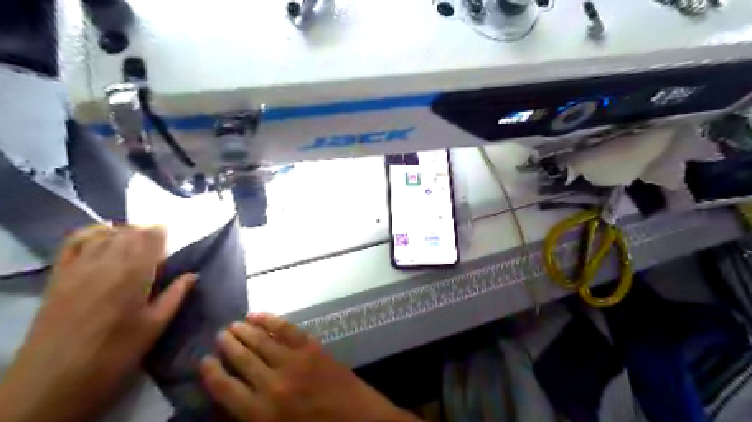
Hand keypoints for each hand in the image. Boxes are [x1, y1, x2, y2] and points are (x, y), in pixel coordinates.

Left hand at [0, 226, 195, 420]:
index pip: (151, 238)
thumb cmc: (115, 352)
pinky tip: (103, 234)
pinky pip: (75, 242)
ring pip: (106, 234)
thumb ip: (175, 296)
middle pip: (130, 233)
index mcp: (135, 274)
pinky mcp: (60, 275)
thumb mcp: (155, 327)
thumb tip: (193, 275)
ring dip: (125, 232)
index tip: (172, 236)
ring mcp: (80, 266)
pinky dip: (92, 232)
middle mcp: (107, 262)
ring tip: (136, 239)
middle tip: (158, 242)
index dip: (163, 233)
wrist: (53, 379)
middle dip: (146, 232)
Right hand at [200, 314, 419, 421]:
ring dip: (245, 331)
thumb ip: (252, 416)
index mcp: (260, 412)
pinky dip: (271, 320)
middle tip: (219, 334)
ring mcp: (293, 361)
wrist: (356, 419)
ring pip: (261, 342)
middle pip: (242, 359)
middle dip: (228, 346)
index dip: (211, 373)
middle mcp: (272, 383)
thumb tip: (234, 397)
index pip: (224, 389)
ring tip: (233, 324)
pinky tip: (259, 315)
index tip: (203, 361)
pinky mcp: (311, 348)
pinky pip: (286, 329)